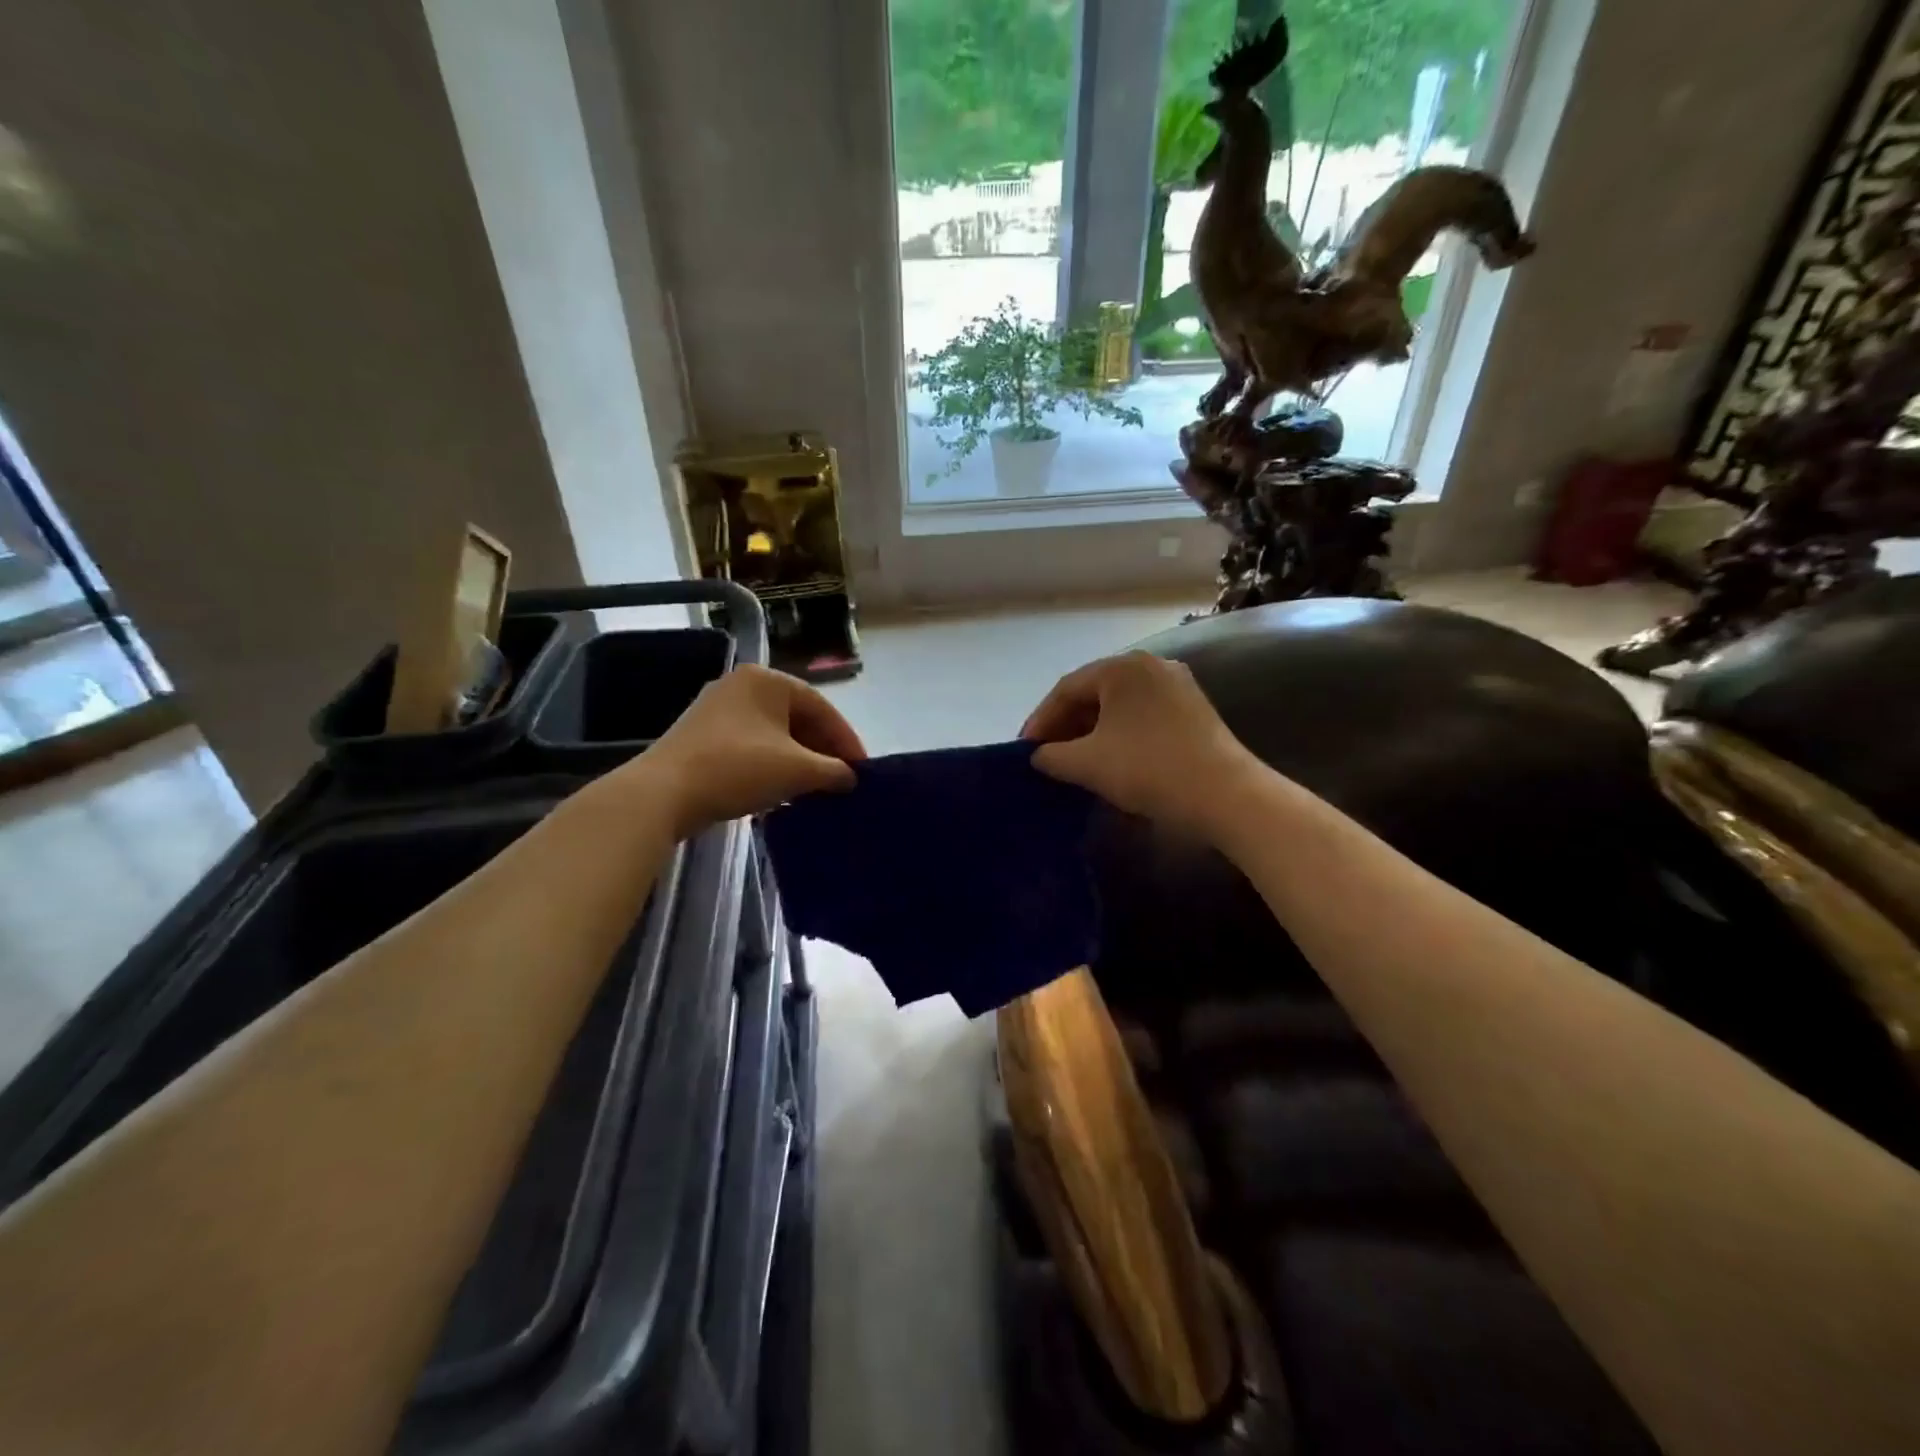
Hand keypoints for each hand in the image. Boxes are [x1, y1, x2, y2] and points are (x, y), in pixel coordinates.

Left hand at [638, 665, 865, 835]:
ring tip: (816, 788)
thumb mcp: (797, 770)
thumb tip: (850, 778)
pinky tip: (781, 791)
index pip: (821, 707)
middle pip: (796, 718)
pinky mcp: (701, 736)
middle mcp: (741, 685)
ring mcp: (717, 710)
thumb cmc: (738, 768)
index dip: (846, 740)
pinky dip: (772, 765)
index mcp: (767, 680)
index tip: (861, 769)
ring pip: (773, 734)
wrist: (663, 793)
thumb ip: (833, 771)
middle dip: (822, 750)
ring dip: (798, 760)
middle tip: (841, 779)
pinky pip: (751, 746)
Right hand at [1021, 651, 1262, 837]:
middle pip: (1094, 693)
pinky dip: (1119, 735)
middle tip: (1046, 755)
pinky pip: (1142, 717)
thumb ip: (1052, 756)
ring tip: (1074, 760)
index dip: (1041, 720)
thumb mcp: (1087, 764)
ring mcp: (1177, 686)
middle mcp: (1151, 666)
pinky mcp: (1194, 711)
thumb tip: (1040, 755)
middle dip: (1066, 725)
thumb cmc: (1148, 768)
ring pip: (1119, 707)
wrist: (1225, 794)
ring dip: (1091, 732)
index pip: (1066, 689)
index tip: (1025, 749)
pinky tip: (1111, 760)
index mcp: (1122, 667)